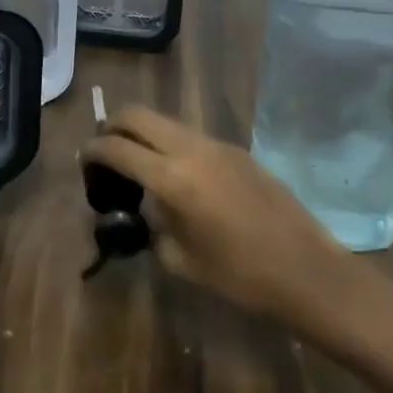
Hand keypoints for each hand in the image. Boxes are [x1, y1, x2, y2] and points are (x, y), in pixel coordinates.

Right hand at [81, 107, 354, 331]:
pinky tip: (177, 176)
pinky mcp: (237, 150)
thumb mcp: (181, 259)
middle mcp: (191, 149)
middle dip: (114, 126)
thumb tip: (142, 208)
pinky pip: (191, 135)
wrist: (307, 271)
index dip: (94, 150)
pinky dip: (171, 144)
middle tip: (105, 151)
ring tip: (138, 164)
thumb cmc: (241, 277)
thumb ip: (153, 225)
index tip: (84, 160)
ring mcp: (217, 145)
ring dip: (144, 133)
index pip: (118, 147)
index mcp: (172, 178)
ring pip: (166, 121)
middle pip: (138, 114)